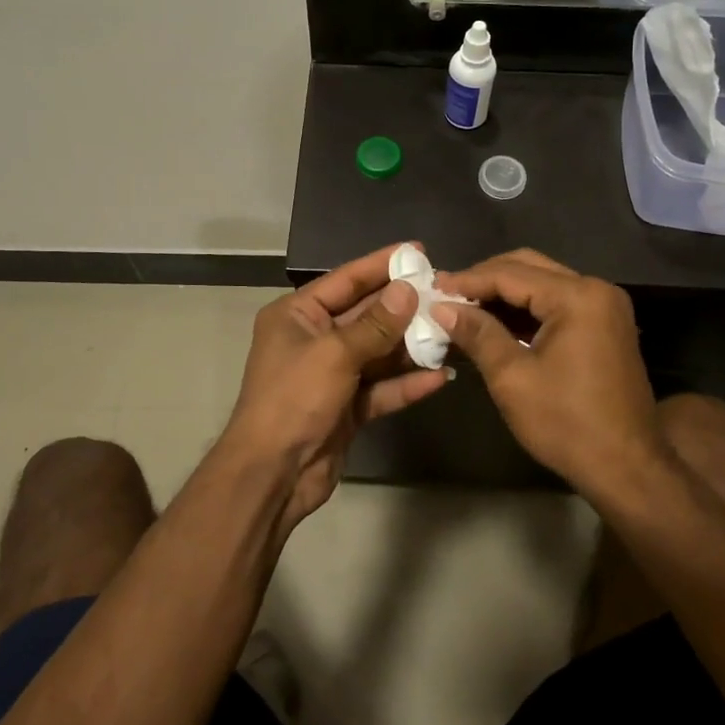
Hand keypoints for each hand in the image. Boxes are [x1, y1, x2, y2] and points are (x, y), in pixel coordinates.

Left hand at [219, 243, 450, 527]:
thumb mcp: (335, 354)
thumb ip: (376, 324)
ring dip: (411, 345)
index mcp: (297, 315)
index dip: (381, 264)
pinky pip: (382, 387)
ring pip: (378, 352)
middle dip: (403, 306)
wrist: (273, 474)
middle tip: (445, 291)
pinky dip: (406, 383)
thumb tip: (408, 291)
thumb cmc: (294, 399)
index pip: (346, 280)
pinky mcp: (347, 407)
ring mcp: (331, 374)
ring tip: (451, 331)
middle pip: (366, 315)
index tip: (417, 251)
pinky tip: (439, 377)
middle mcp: (314, 339)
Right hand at [433, 249, 659, 492]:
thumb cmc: (566, 423)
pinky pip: (558, 303)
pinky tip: (496, 322)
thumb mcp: (512, 378)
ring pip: (543, 283)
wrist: (627, 468)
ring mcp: (605, 307)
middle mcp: (596, 290)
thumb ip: (477, 334)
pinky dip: (526, 309)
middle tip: (447, 294)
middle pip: (529, 267)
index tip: (433, 288)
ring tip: (464, 307)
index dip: (468, 280)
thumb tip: (441, 308)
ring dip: (504, 293)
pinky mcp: (605, 325)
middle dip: (485, 279)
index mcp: (577, 297)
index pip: (510, 274)